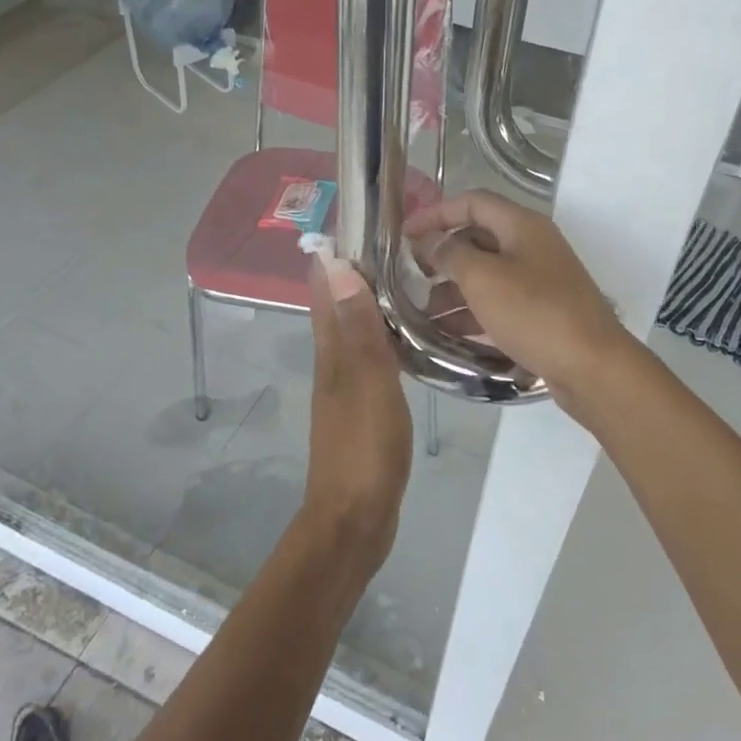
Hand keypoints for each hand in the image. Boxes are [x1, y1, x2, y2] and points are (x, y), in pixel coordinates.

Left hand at [302, 254, 411, 573]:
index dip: (338, 254)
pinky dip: (387, 338)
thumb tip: (339, 266)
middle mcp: (333, 361)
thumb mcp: (367, 383)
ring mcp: (347, 385)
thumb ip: (358, 329)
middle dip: (360, 273)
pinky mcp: (364, 406)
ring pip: (358, 330)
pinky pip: (374, 358)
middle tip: (403, 244)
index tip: (365, 221)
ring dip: (375, 304)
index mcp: (331, 350)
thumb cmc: (364, 449)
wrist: (355, 518)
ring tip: (413, 280)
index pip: (326, 288)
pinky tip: (412, 338)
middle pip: (340, 305)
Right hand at [404, 191, 630, 402]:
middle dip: (442, 255)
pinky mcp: (541, 312)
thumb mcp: (483, 278)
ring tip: (423, 312)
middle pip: (478, 237)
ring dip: (453, 288)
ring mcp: (540, 280)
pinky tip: (448, 331)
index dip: (435, 214)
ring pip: (487, 273)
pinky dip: (473, 311)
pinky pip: (499, 302)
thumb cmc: (534, 313)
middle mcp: (532, 245)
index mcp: (522, 225)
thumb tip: (431, 242)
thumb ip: (450, 254)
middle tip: (411, 277)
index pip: (472, 202)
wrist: (592, 367)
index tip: (404, 236)